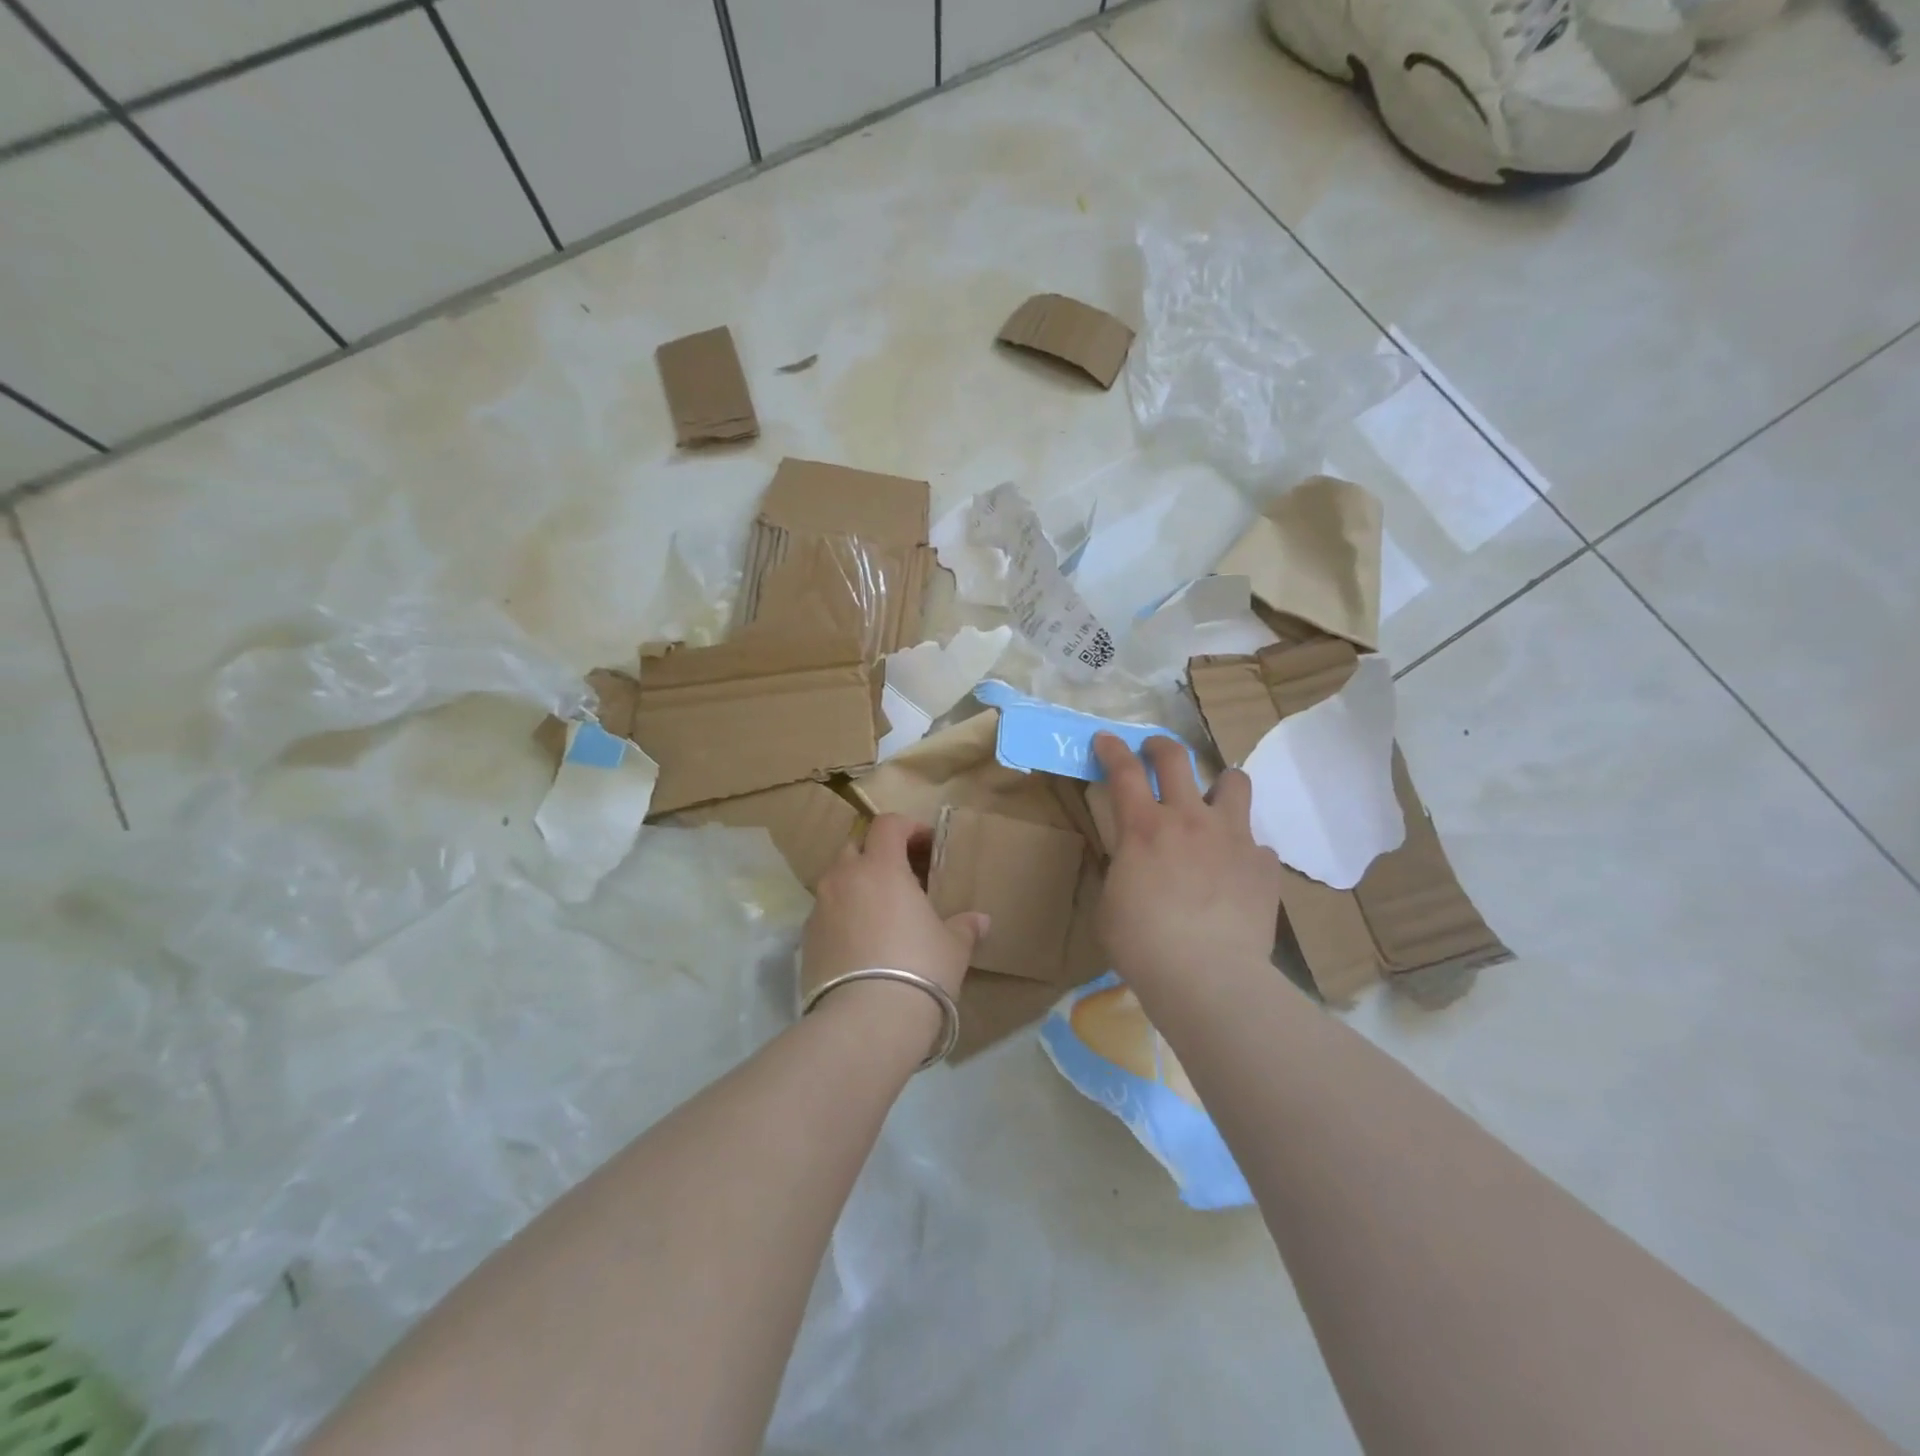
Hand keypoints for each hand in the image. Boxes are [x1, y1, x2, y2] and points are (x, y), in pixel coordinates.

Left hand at [801, 815, 988, 1040]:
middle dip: (877, 854)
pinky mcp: (805, 939)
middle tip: (902, 876)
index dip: (907, 827)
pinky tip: (861, 942)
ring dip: (857, 885)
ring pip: (836, 880)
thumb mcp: (952, 947)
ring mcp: (820, 908)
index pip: (887, 825)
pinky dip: (842, 915)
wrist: (866, 1021)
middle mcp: (844, 878)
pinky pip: (825, 913)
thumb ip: (964, 927)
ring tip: (881, 912)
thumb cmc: (919, 969)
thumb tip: (981, 921)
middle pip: (856, 847)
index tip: (926, 843)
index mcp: (881, 868)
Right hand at [1091, 734, 1282, 989]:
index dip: (1111, 749)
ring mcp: (1233, 838)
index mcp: (1144, 828)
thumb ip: (1122, 870)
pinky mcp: (1264, 865)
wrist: (1209, 978)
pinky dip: (1242, 850)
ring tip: (1213, 801)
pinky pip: (1255, 844)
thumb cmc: (1143, 945)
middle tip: (1153, 751)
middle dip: (1160, 747)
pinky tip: (1235, 874)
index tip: (1105, 740)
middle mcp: (1190, 819)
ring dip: (1219, 784)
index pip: (1123, 770)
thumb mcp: (1110, 903)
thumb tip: (1132, 864)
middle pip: (1176, 759)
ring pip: (1234, 783)